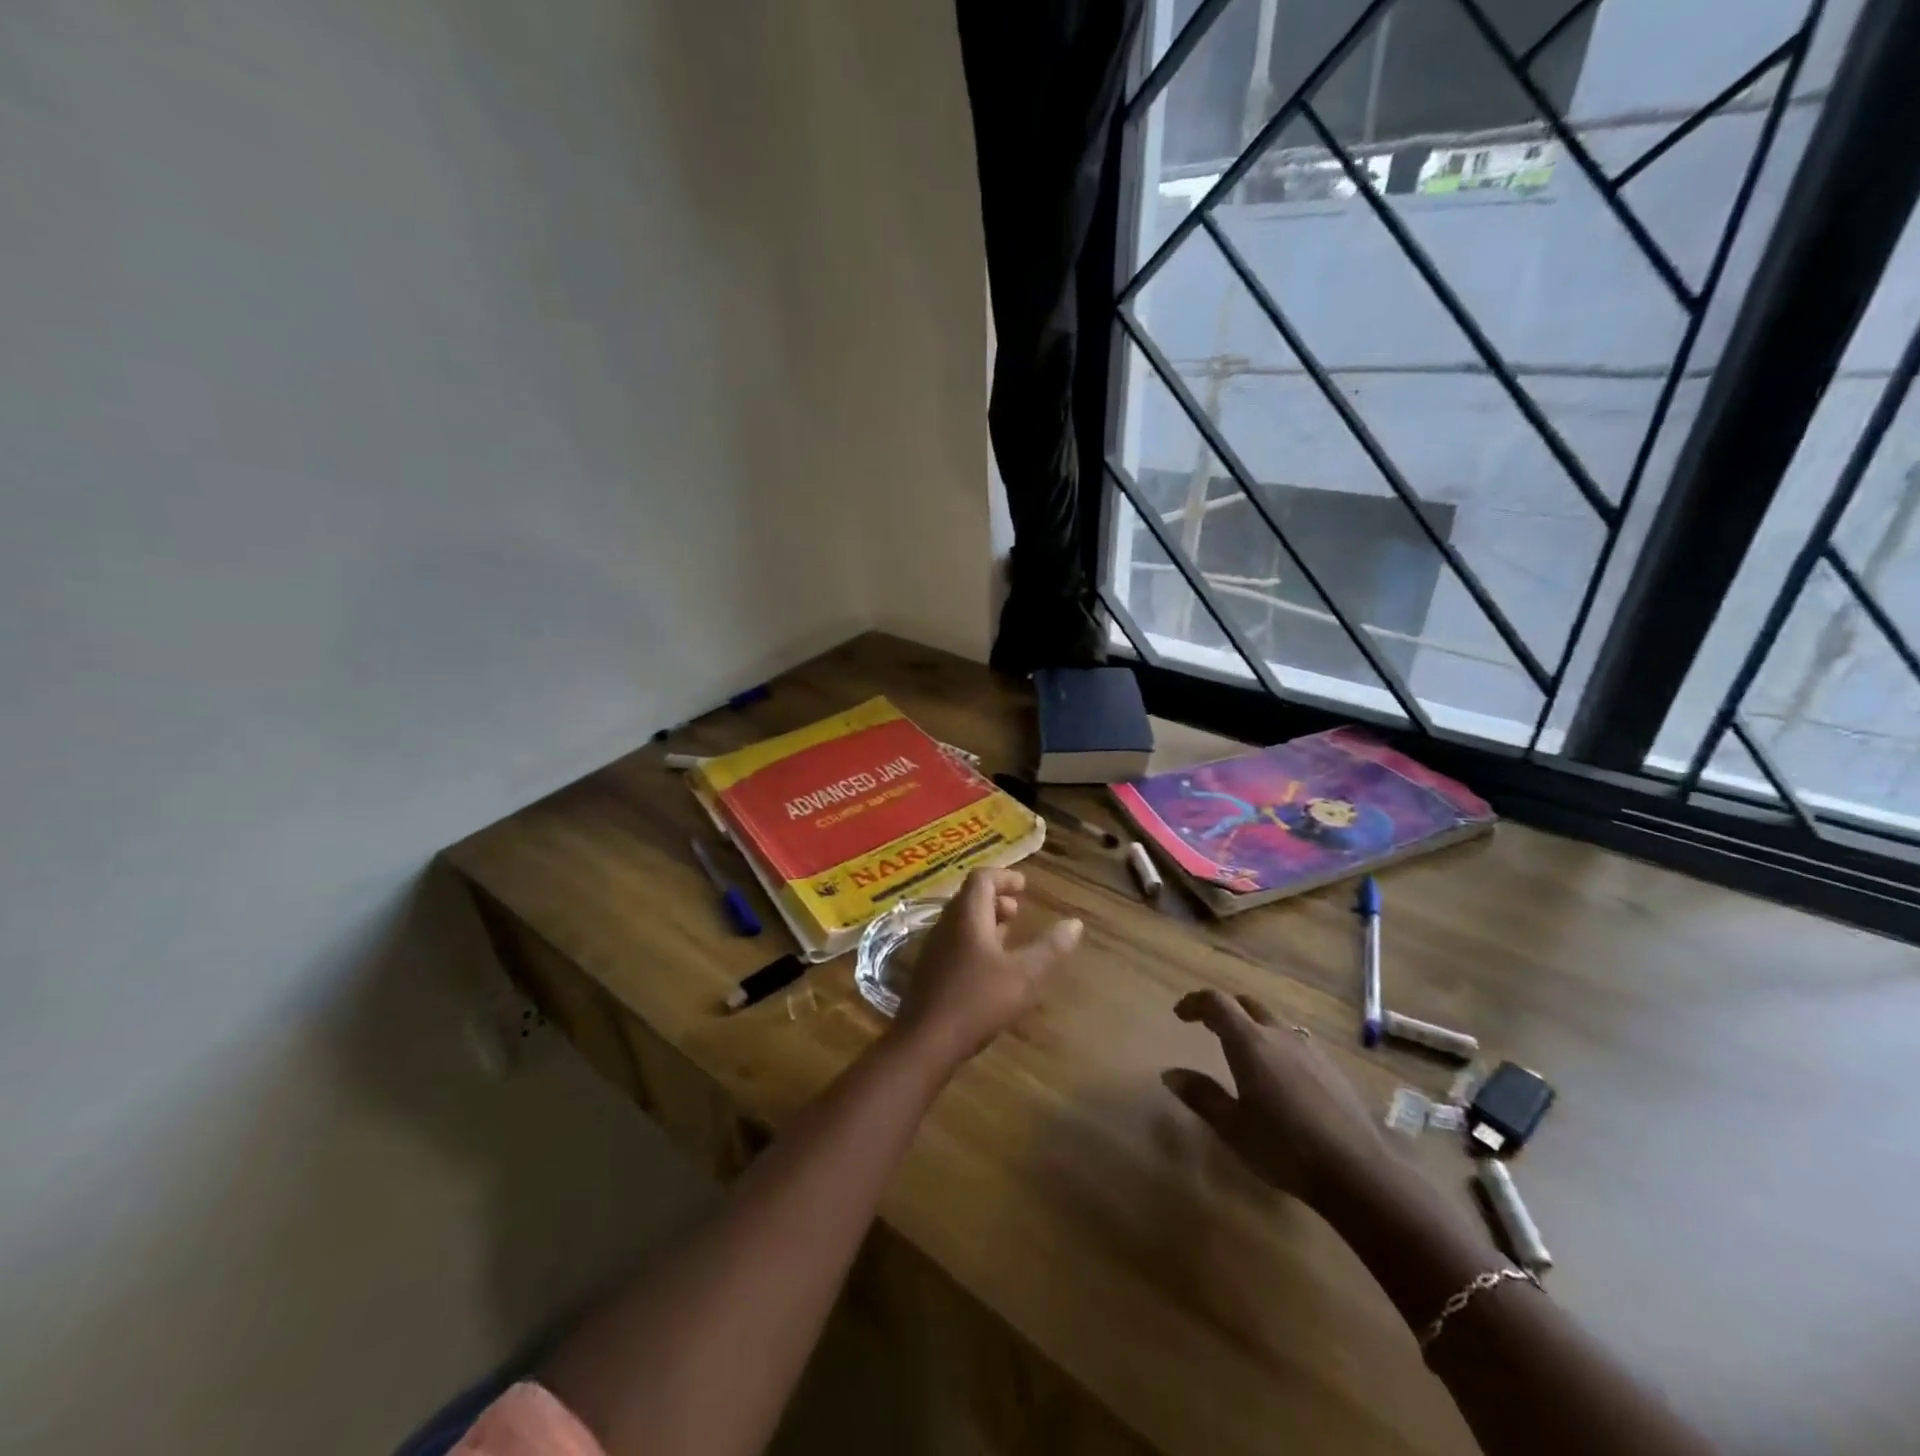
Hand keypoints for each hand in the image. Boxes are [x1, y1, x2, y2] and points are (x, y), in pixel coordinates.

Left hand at [892, 868, 1081, 1070]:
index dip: (1004, 877)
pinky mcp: (929, 970)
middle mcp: (946, 925)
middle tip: (1018, 911)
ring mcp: (934, 948)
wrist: (925, 1042)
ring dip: (985, 921)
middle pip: (969, 898)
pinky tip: (989, 968)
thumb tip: (1075, 923)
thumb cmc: (977, 1001)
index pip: (981, 878)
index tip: (1024, 886)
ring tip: (1008, 936)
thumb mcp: (1024, 976)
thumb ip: (1050, 948)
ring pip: (960, 921)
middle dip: (995, 899)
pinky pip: (954, 941)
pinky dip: (974, 941)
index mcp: (967, 917)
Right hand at [1162, 989, 1388, 1207]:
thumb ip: (1201, 1095)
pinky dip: (1276, 1043)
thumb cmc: (1284, 1148)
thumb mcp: (1232, 1127)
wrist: (1358, 1172)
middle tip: (1207, 1027)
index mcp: (1250, 1042)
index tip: (1180, 1015)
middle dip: (1224, 1009)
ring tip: (1242, 1050)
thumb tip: (1170, 1074)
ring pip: (1274, 1020)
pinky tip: (1279, 1075)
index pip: (1217, 1003)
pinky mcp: (1332, 1068)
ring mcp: (1310, 1049)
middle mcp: (1279, 1035)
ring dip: (1252, 1024)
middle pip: (1247, 1004)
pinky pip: (1295, 1040)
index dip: (1195, 1002)